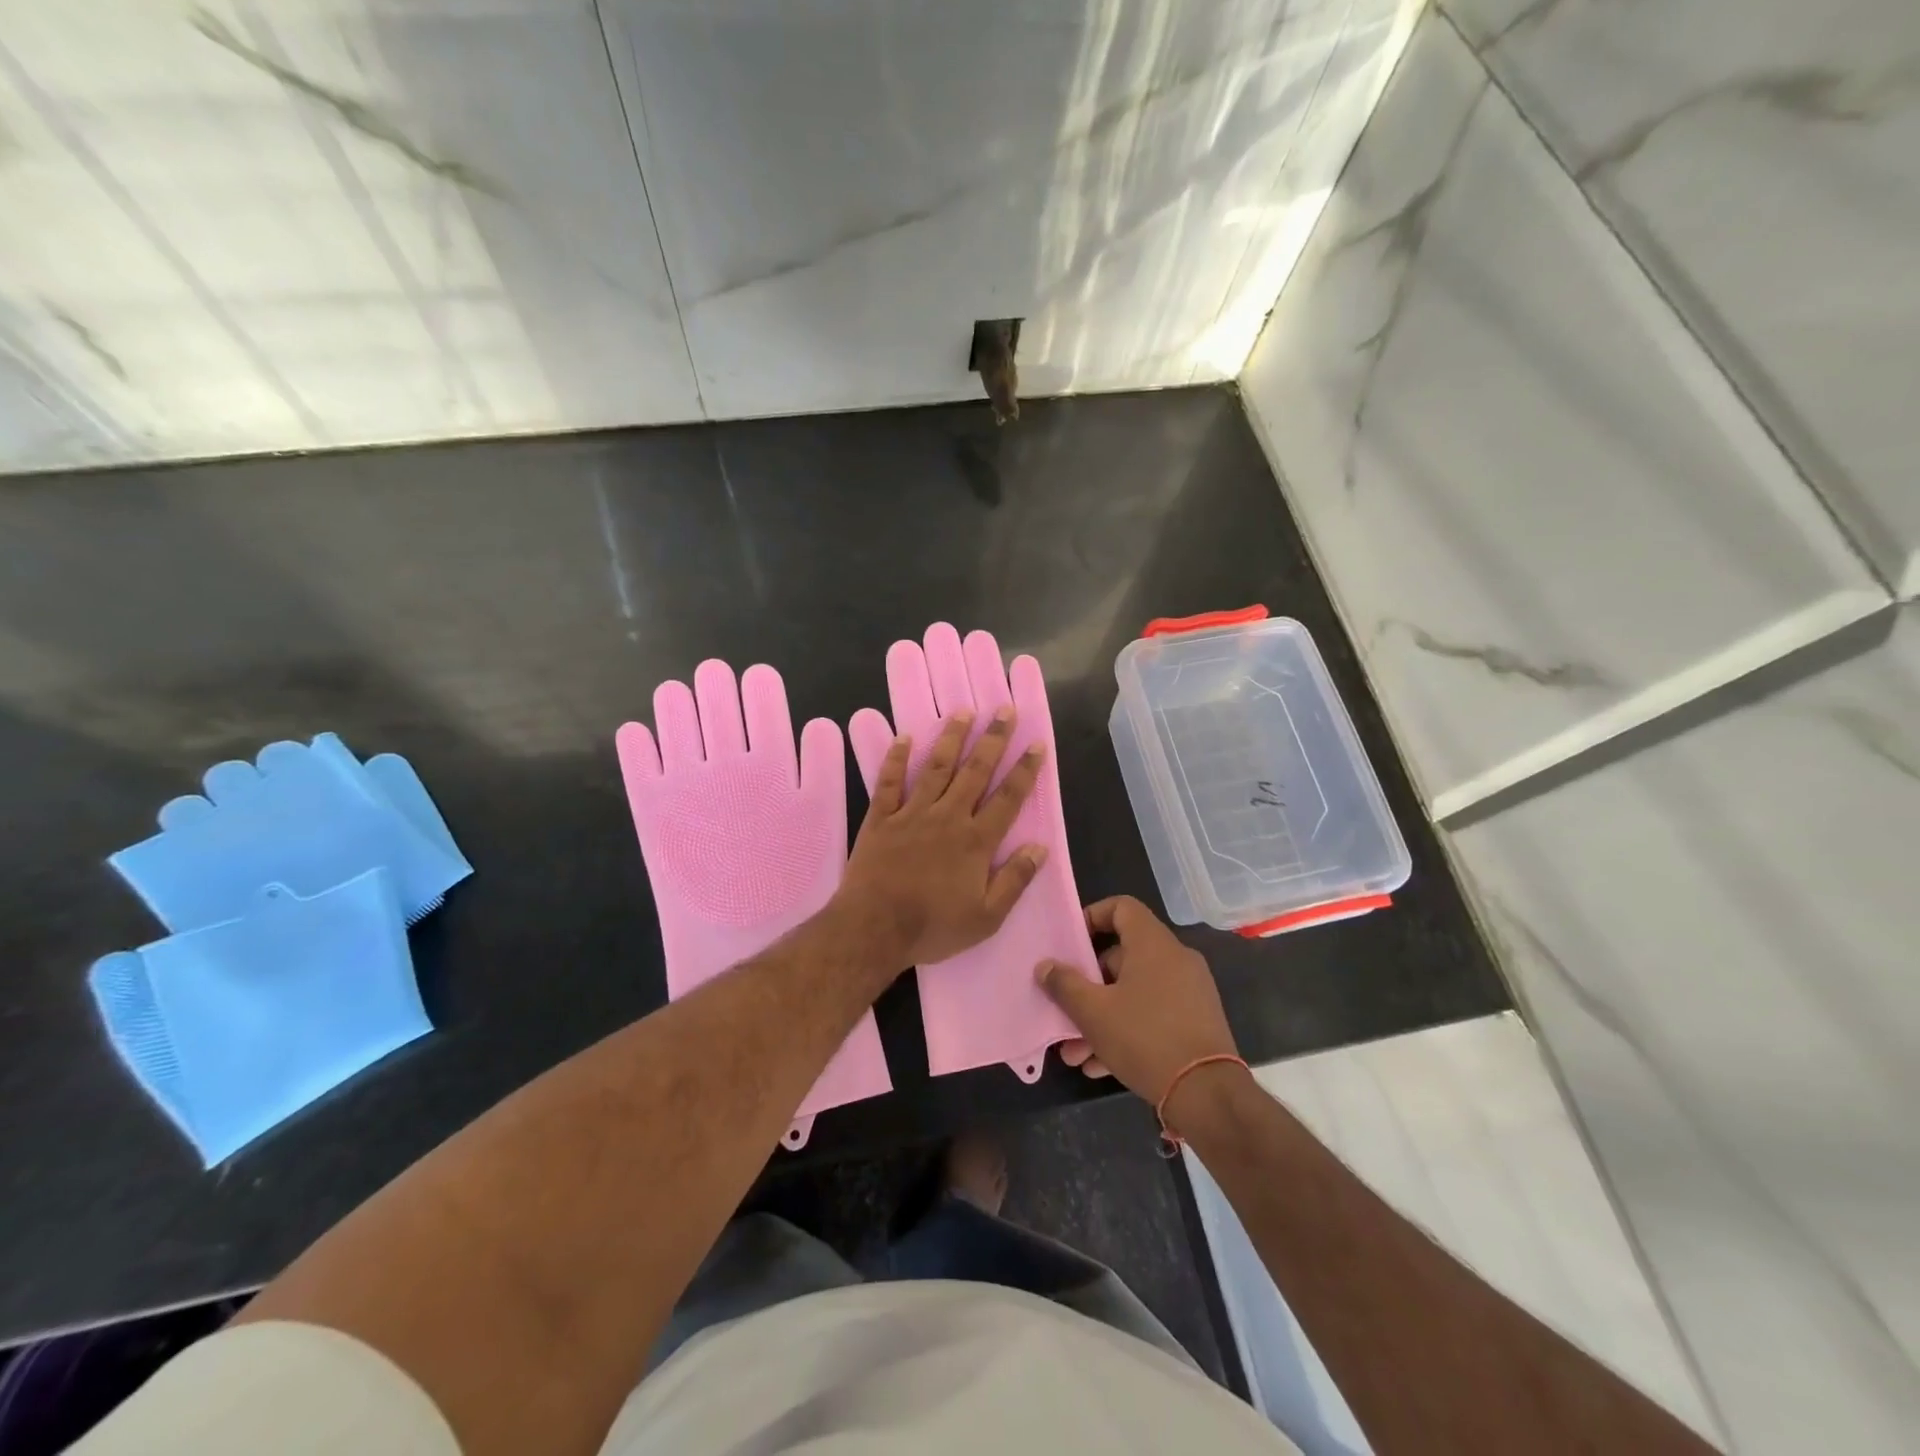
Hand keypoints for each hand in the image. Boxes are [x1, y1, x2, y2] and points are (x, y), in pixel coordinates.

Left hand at [840, 706, 1046, 967]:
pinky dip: (896, 759)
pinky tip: (904, 738)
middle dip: (993, 740)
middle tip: (1004, 710)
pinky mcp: (881, 818)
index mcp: (976, 841)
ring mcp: (912, 814)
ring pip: (936, 768)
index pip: (1008, 798)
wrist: (874, 928)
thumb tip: (1040, 848)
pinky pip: (889, 782)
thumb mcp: (986, 917)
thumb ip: (1014, 880)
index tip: (1037, 743)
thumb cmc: (932, 927)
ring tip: (963, 712)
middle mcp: (948, 817)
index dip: (1025, 770)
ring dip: (951, 738)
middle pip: (975, 772)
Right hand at [1037, 896, 1240, 1107]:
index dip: (1092, 917)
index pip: (1122, 907)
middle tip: (1065, 1011)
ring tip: (1076, 1053)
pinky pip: (1153, 1013)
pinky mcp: (1197, 1021)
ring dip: (1102, 1016)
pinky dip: (1127, 1029)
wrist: (1208, 1095)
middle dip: (1088, 986)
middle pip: (1122, 956)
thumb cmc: (1145, 1038)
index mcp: (1153, 943)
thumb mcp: (1093, 1013)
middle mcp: (1176, 958)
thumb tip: (1045, 966)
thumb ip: (1064, 984)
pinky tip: (1101, 1065)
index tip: (1070, 944)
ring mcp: (1190, 991)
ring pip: (1134, 992)